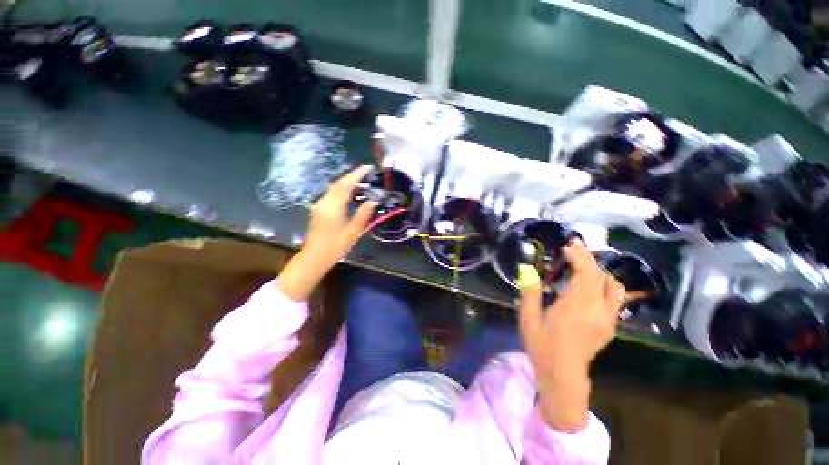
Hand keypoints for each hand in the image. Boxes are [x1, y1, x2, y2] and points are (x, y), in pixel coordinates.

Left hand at [277, 166, 377, 300]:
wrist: (314, 257)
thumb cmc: (335, 246)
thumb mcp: (352, 232)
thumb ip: (363, 214)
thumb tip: (373, 201)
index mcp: (333, 206)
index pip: (346, 184)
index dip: (357, 174)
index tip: (368, 167)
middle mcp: (324, 202)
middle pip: (338, 183)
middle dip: (352, 176)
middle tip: (367, 172)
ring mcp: (320, 205)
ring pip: (334, 188)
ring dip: (347, 182)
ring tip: (362, 181)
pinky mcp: (319, 209)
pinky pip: (332, 194)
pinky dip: (342, 189)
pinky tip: (351, 193)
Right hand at [519, 239, 623, 431]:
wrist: (563, 375)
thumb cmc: (543, 346)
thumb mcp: (529, 319)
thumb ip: (529, 293)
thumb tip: (526, 270)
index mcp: (577, 307)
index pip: (586, 273)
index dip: (580, 256)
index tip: (569, 244)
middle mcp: (598, 310)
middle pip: (601, 276)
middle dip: (588, 258)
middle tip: (574, 248)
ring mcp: (608, 319)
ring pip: (612, 286)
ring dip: (598, 271)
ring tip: (581, 264)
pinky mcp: (610, 326)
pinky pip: (612, 297)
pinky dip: (602, 283)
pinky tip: (588, 283)